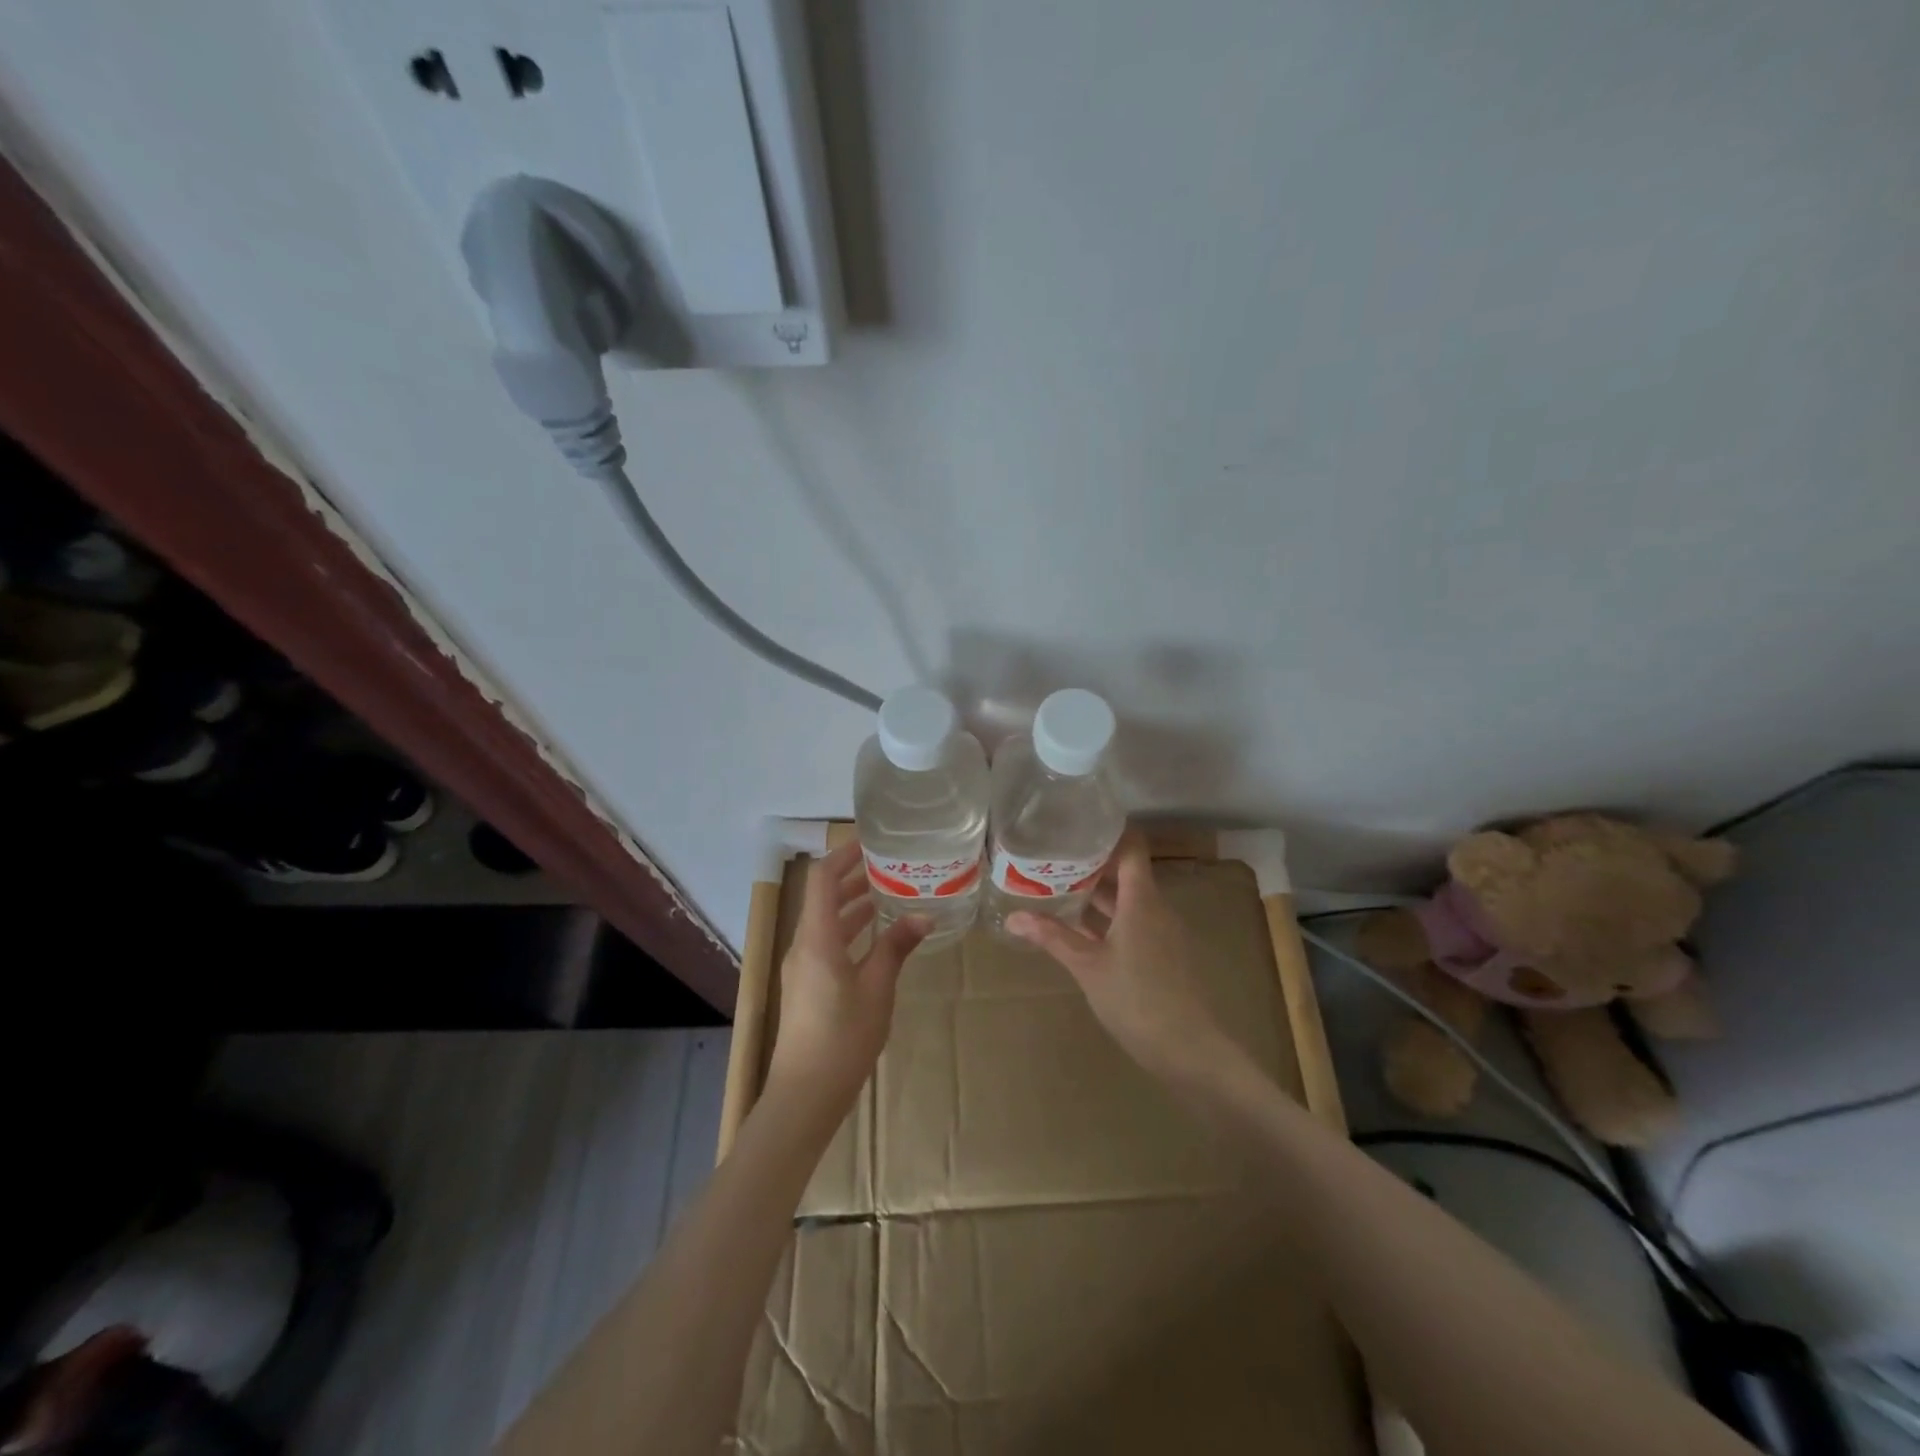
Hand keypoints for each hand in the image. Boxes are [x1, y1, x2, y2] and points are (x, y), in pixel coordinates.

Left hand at [767, 840, 928, 1115]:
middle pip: (823, 897)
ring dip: (852, 905)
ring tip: (888, 894)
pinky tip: (875, 937)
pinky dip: (849, 930)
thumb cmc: (843, 1037)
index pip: (823, 878)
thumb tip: (923, 917)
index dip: (843, 855)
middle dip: (852, 877)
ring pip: (825, 922)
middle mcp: (803, 945)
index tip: (871, 842)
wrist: (805, 1094)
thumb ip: (896, 948)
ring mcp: (802, 967)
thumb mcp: (877, 988)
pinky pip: (826, 943)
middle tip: (889, 865)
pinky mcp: (806, 986)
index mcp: (816, 938)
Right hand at [1008, 829, 1241, 1088]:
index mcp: (1142, 899)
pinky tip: (1080, 928)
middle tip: (1053, 857)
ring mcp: (1162, 932)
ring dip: (1098, 893)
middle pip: (1126, 871)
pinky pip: (1133, 922)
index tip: (1074, 825)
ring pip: (1128, 899)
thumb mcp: (1088, 966)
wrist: (1190, 1050)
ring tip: (1059, 886)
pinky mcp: (1163, 954)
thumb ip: (1053, 937)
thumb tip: (1013, 916)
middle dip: (1092, 864)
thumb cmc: (1137, 999)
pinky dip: (1108, 918)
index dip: (1107, 832)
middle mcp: (1156, 907)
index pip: (1130, 847)